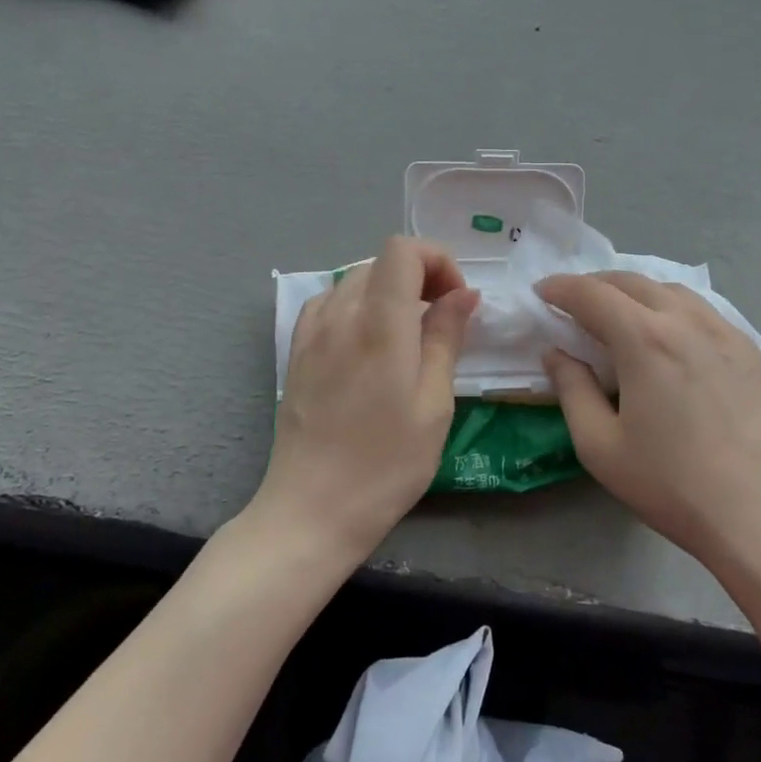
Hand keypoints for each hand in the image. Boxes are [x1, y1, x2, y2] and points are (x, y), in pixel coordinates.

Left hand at [256, 236, 479, 563]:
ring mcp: (312, 332)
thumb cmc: (386, 464)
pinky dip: (356, 305)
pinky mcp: (297, 352)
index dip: (437, 260)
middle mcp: (341, 315)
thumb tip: (463, 294)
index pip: (403, 250)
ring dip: (389, 291)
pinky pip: (328, 303)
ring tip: (408, 333)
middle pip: (381, 261)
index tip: (456, 301)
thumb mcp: (434, 404)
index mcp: (380, 323)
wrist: (312, 511)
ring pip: (355, 279)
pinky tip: (367, 340)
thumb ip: (446, 338)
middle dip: (419, 275)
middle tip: (442, 319)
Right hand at [536, 272, 760, 570]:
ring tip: (618, 313)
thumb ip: (572, 390)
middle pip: (632, 282)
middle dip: (595, 284)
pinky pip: (701, 309)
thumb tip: (557, 353)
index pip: (592, 294)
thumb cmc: (673, 485)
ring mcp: (724, 330)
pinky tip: (668, 334)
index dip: (561, 288)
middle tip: (572, 302)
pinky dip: (671, 306)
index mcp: (644, 339)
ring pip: (670, 290)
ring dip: (635, 291)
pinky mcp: (749, 349)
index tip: (542, 292)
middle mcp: (685, 320)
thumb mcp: (601, 446)